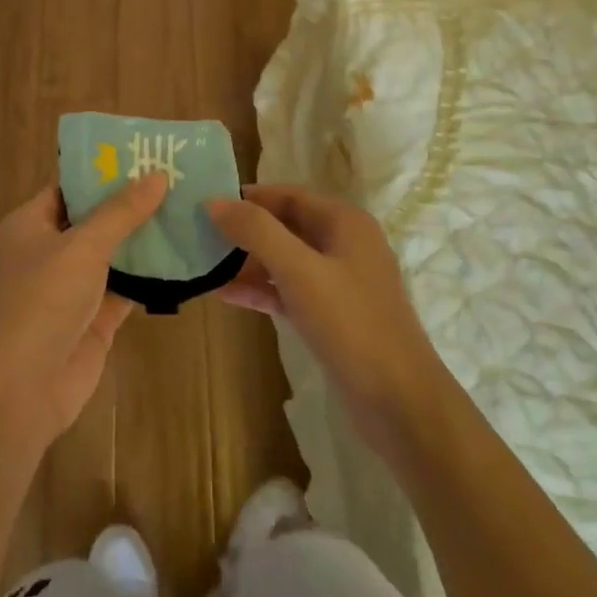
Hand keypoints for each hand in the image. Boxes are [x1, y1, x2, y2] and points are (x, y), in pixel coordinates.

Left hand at [0, 176, 167, 444]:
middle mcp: (48, 252)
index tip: (145, 157)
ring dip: (144, 239)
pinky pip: (124, 288)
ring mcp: (70, 288)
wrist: (21, 387)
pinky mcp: (93, 319)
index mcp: (29, 225)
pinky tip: (184, 258)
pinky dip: (149, 277)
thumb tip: (157, 175)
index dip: (103, 172)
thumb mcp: (82, 246)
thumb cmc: (41, 301)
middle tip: (178, 180)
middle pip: (93, 220)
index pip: (68, 188)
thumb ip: (121, 212)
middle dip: (131, 204)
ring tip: (188, 210)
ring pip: (112, 255)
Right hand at [208, 185, 448, 456]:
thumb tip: (214, 202)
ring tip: (203, 263)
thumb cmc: (350, 323)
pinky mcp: (332, 316)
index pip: (287, 195)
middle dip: (244, 229)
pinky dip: (260, 290)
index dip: (248, 197)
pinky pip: (289, 291)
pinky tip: (224, 294)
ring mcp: (339, 282)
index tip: (205, 204)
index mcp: (344, 222)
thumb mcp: (299, 270)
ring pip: (285, 260)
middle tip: (198, 234)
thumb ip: (256, 231)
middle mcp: (344, 244)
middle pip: (285, 225)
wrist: (399, 401)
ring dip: (248, 261)